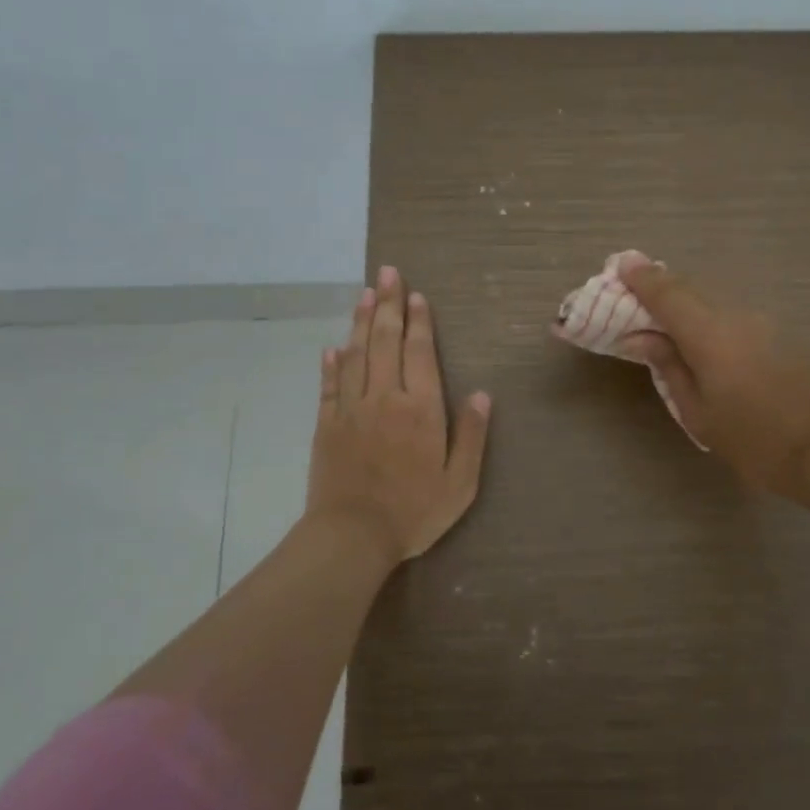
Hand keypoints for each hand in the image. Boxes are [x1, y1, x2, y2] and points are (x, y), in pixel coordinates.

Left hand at [307, 266, 491, 564]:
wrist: (352, 536)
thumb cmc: (414, 511)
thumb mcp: (460, 482)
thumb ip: (471, 435)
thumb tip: (482, 394)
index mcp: (420, 409)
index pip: (420, 352)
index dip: (419, 321)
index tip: (416, 294)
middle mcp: (384, 398)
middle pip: (385, 342)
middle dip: (389, 305)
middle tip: (386, 273)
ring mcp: (351, 409)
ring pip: (356, 354)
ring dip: (361, 322)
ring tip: (365, 294)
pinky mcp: (327, 425)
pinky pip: (329, 385)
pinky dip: (331, 363)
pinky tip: (332, 346)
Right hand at [619, 261, 809, 497]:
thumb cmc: (750, 439)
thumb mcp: (697, 411)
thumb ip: (668, 365)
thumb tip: (641, 337)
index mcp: (709, 335)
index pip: (667, 294)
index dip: (641, 278)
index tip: (620, 265)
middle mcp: (734, 316)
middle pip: (689, 289)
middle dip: (658, 286)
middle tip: (632, 291)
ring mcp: (759, 321)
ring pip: (710, 299)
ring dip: (683, 301)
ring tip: (660, 315)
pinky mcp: (774, 331)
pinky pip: (728, 312)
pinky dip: (705, 313)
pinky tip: (697, 333)